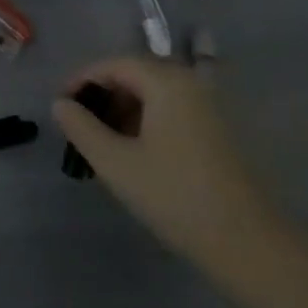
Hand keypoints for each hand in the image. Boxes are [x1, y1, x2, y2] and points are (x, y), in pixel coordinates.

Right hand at [51, 56, 277, 270]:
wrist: (246, 242)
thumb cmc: (174, 195)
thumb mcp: (115, 162)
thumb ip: (81, 127)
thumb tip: (60, 104)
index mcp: (166, 82)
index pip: (114, 64)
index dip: (83, 81)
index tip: (62, 107)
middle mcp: (191, 84)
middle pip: (136, 75)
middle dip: (104, 96)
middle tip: (80, 127)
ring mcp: (209, 107)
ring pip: (155, 94)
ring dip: (125, 110)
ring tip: (104, 143)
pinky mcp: (219, 130)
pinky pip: (173, 111)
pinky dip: (148, 121)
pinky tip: (136, 152)